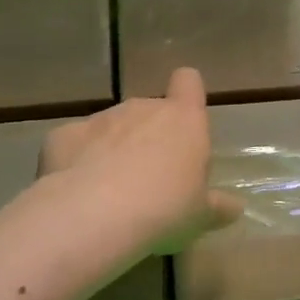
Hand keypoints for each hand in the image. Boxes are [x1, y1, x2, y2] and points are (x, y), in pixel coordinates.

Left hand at [39, 67, 243, 257]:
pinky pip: (75, 144)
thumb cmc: (164, 209)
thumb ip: (218, 207)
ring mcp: (101, 118)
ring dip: (113, 149)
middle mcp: (143, 108)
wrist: (95, 215)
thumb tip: (235, 207)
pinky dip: (76, 161)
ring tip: (110, 194)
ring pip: (112, 127)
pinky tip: (76, 192)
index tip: (185, 122)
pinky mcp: (64, 135)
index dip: (188, 95)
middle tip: (150, 181)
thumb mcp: (201, 216)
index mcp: (183, 120)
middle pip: (150, 111)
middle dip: (149, 137)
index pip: (189, 82)